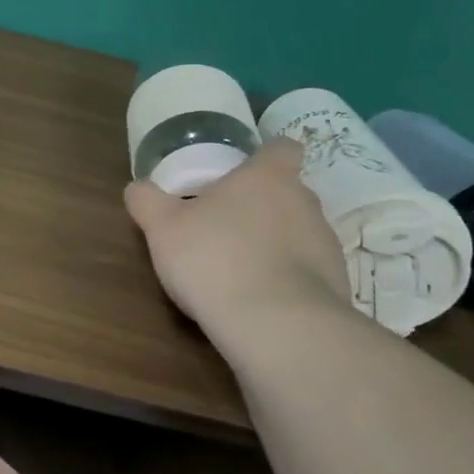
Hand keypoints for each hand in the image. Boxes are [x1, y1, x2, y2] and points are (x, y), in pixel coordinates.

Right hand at [124, 136, 350, 335]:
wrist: (277, 325)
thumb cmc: (215, 259)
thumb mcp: (163, 228)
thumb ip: (147, 201)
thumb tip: (136, 187)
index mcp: (268, 177)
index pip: (283, 147)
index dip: (265, 156)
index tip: (242, 173)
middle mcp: (305, 202)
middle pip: (287, 192)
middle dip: (260, 206)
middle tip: (224, 227)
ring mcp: (326, 244)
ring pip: (298, 233)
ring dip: (274, 245)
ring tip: (239, 272)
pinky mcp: (336, 285)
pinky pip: (308, 273)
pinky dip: (287, 280)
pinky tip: (259, 302)